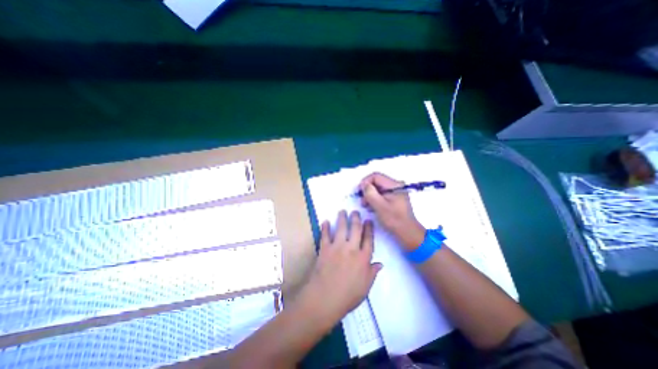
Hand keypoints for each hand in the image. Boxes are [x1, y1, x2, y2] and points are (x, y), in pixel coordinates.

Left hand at [297, 212, 383, 323]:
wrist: (325, 298)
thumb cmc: (348, 296)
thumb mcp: (365, 287)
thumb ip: (372, 273)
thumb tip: (380, 264)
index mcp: (363, 258)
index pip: (368, 239)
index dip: (369, 229)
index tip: (368, 221)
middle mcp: (351, 249)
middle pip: (355, 229)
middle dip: (356, 218)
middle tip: (355, 211)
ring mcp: (337, 247)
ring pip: (341, 228)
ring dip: (342, 218)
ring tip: (342, 211)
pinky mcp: (325, 248)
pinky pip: (325, 235)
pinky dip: (325, 227)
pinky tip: (325, 221)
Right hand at [360, 173, 425, 249]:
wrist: (407, 232)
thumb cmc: (394, 219)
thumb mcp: (380, 206)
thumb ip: (370, 193)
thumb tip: (363, 184)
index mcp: (394, 185)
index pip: (376, 176)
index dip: (365, 182)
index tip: (359, 192)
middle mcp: (396, 185)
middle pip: (377, 182)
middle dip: (367, 190)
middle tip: (362, 201)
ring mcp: (396, 192)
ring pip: (378, 188)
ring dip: (370, 196)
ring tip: (366, 206)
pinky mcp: (394, 198)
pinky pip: (381, 194)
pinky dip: (375, 199)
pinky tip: (372, 207)